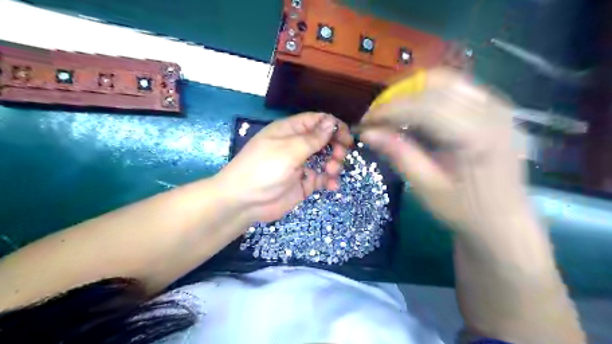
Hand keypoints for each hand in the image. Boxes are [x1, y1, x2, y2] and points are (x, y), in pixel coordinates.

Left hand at [219, 113, 354, 222]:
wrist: (245, 201)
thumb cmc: (264, 168)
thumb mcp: (290, 150)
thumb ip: (313, 138)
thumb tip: (332, 121)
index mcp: (291, 130)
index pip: (317, 121)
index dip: (333, 126)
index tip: (346, 137)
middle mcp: (297, 145)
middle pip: (324, 139)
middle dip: (336, 146)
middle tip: (340, 156)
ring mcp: (301, 164)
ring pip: (326, 158)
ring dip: (334, 163)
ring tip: (332, 171)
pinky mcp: (303, 183)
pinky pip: (322, 178)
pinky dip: (329, 180)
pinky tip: (332, 185)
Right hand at [360, 68, 528, 234]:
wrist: (503, 219)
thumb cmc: (465, 210)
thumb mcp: (426, 187)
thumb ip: (399, 154)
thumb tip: (367, 133)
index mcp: (478, 136)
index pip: (425, 107)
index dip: (390, 110)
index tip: (365, 122)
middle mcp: (493, 111)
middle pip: (435, 86)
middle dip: (398, 98)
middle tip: (376, 118)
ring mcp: (498, 105)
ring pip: (445, 80)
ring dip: (412, 92)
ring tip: (391, 113)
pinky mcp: (495, 107)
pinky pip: (456, 87)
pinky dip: (428, 94)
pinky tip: (415, 112)